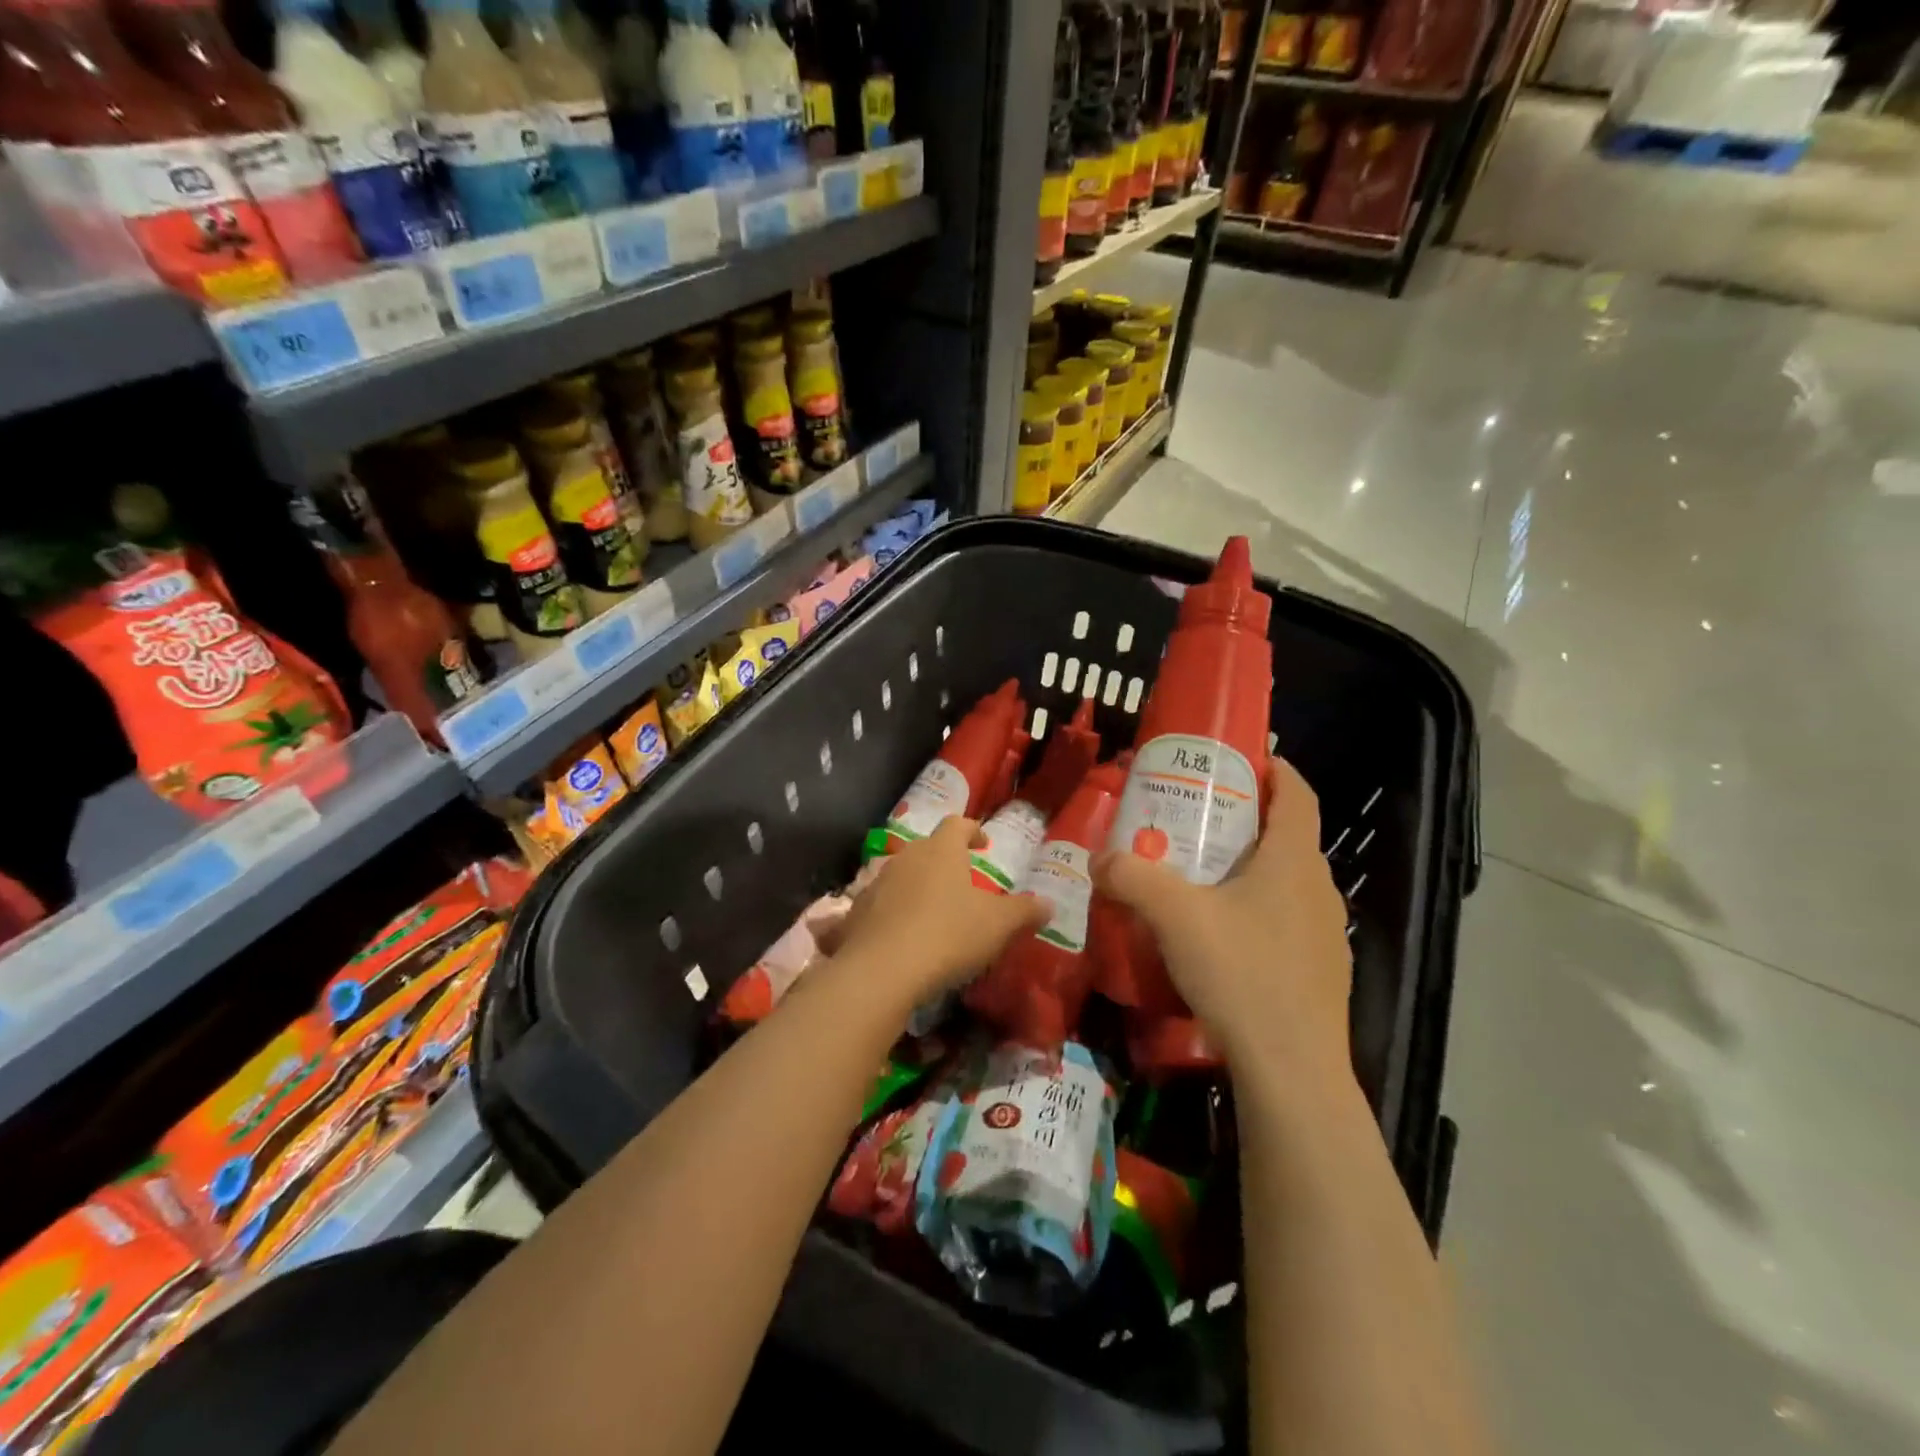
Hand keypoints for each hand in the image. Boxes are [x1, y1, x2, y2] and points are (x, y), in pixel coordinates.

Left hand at [822, 818, 1048, 1007]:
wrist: (882, 971)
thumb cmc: (949, 935)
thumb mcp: (998, 925)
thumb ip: (1025, 911)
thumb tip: (1049, 903)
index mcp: (941, 851)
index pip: (957, 824)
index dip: (972, 830)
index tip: (983, 843)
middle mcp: (906, 857)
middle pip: (927, 848)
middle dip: (943, 861)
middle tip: (961, 881)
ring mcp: (876, 883)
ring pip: (901, 875)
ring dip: (916, 886)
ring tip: (931, 910)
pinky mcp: (855, 913)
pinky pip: (878, 906)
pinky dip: (891, 914)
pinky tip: (900, 937)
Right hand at [1092, 755, 1352, 1086]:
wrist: (1291, 1072)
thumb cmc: (1241, 973)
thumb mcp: (1174, 916)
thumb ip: (1132, 877)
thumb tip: (1099, 858)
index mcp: (1293, 860)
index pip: (1297, 793)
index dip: (1274, 769)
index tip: (1240, 760)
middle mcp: (1318, 889)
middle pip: (1287, 836)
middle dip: (1246, 820)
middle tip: (1196, 820)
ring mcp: (1326, 934)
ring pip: (1287, 883)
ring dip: (1250, 870)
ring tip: (1202, 878)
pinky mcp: (1320, 974)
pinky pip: (1287, 922)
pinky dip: (1257, 912)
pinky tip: (1220, 939)